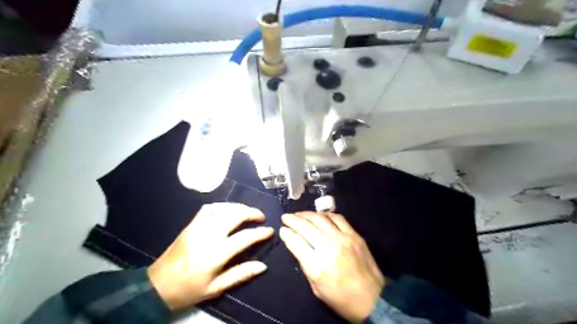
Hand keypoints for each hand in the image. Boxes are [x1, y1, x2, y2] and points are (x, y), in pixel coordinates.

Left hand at [148, 202, 274, 310]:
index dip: (260, 232)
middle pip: (234, 215)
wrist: (157, 286)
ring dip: (238, 206)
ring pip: (222, 208)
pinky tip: (228, 210)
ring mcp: (198, 227)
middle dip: (251, 212)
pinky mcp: (191, 224)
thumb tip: (262, 266)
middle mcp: (208, 235)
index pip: (244, 237)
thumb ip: (241, 274)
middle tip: (261, 216)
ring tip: (248, 211)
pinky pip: (209, 208)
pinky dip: (222, 205)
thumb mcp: (216, 288)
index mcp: (216, 254)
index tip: (270, 230)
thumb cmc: (189, 289)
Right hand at [279, 212, 382, 322]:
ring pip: (320, 218)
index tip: (282, 229)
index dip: (286, 233)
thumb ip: (305, 264)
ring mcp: (343, 238)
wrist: (373, 299)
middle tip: (286, 217)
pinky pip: (338, 218)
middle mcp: (329, 247)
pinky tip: (319, 216)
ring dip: (307, 214)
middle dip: (292, 219)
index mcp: (317, 266)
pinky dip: (326, 214)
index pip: (296, 242)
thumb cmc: (341, 299)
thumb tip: (295, 244)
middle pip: (306, 227)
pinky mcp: (354, 235)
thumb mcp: (316, 288)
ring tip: (299, 214)